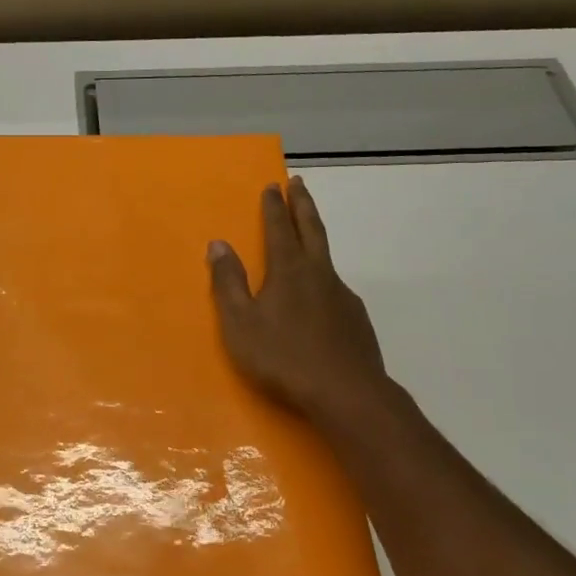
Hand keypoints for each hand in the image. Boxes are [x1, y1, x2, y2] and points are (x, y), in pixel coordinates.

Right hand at [208, 176, 396, 429]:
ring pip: (327, 258)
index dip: (274, 207)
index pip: (279, 229)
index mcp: (289, 271)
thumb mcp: (240, 323)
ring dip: (315, 237)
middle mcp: (319, 274)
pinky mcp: (356, 319)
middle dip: (303, 205)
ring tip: (307, 235)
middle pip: (312, 230)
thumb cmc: (283, 357)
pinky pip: (336, 288)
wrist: (346, 393)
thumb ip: (229, 283)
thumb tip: (218, 244)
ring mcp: (343, 296)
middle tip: (299, 182)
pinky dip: (324, 278)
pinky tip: (320, 296)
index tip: (273, 185)